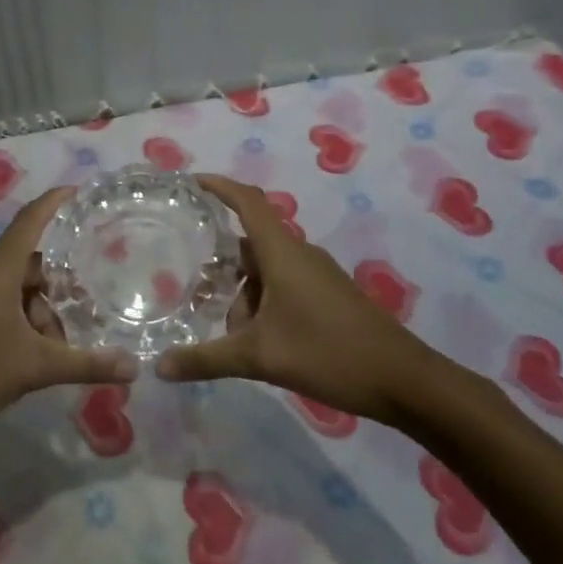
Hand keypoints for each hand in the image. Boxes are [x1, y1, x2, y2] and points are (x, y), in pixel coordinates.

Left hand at [0, 188, 136, 454]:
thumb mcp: (32, 368)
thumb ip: (85, 365)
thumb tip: (135, 368)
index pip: (30, 220)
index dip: (55, 202)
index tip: (79, 191)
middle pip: (28, 265)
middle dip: (58, 288)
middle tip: (89, 310)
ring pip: (13, 292)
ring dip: (39, 314)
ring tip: (59, 350)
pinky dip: (18, 323)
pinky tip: (30, 357)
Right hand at [154, 175, 431, 422]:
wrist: (403, 380)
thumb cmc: (328, 354)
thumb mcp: (259, 357)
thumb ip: (206, 359)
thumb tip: (158, 366)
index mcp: (282, 252)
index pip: (247, 201)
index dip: (219, 186)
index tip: (190, 183)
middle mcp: (299, 254)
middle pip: (250, 244)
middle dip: (222, 267)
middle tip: (193, 290)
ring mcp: (317, 275)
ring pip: (267, 272)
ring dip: (243, 296)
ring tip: (229, 337)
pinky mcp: (328, 296)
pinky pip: (284, 286)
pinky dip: (263, 305)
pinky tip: (259, 343)